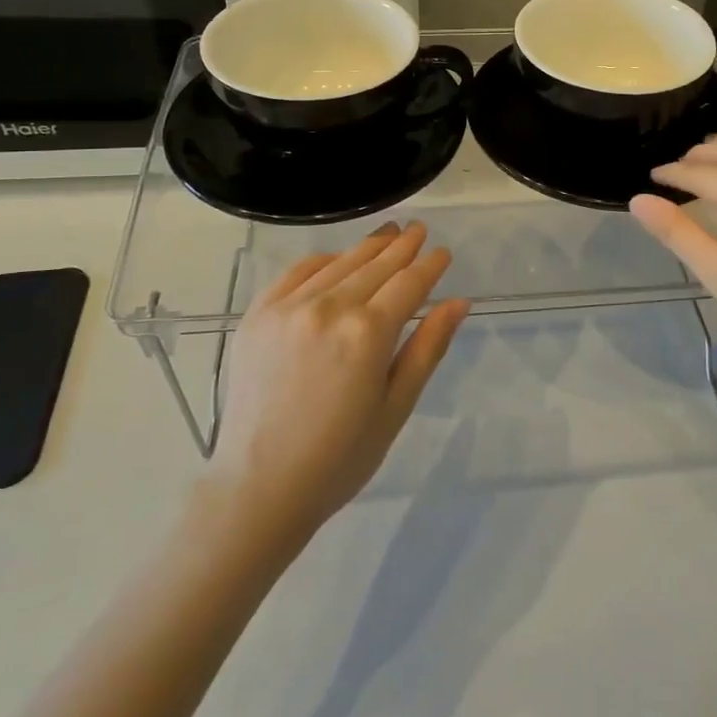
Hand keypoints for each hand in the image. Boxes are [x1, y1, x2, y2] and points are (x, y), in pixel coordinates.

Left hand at [209, 221, 469, 536]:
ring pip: (339, 263)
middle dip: (402, 246)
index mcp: (368, 332)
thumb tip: (458, 302)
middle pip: (376, 265)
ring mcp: (288, 306)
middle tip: (418, 229)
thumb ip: (427, 348)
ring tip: (387, 234)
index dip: (429, 265)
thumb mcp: (395, 406)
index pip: (409, 283)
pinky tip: (337, 258)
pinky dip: (323, 260)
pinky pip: (296, 272)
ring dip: (367, 247)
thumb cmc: (340, 457)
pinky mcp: (258, 314)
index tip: (443, 253)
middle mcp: (329, 307)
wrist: (258, 487)